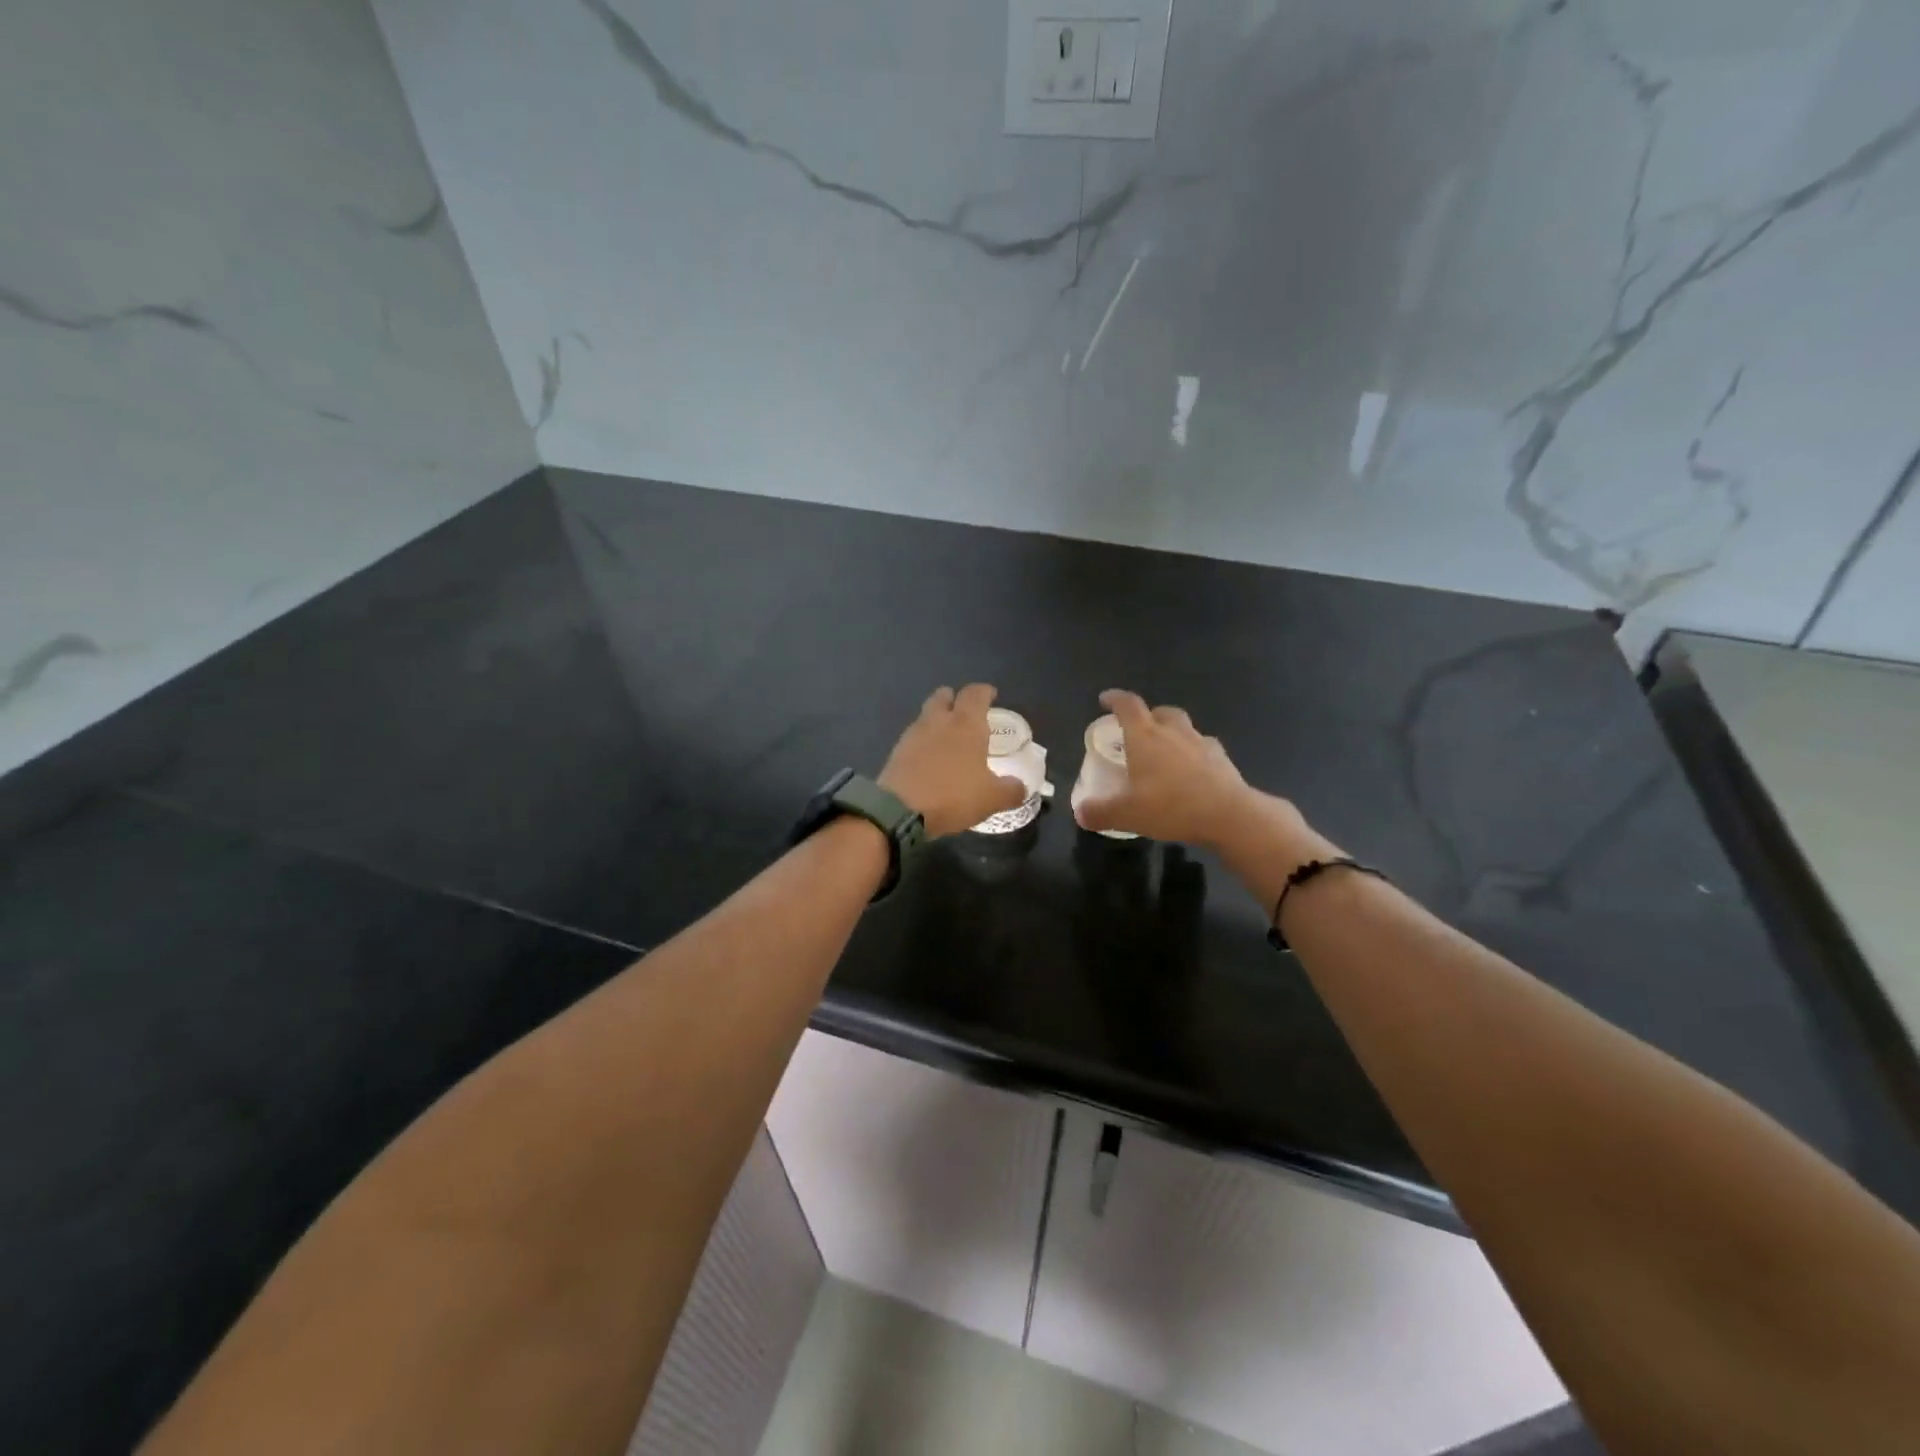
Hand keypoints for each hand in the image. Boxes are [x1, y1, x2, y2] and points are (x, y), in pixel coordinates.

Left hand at [879, 684, 1027, 838]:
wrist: (898, 811)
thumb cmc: (952, 795)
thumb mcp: (992, 798)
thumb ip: (1011, 790)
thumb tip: (1021, 787)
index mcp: (966, 723)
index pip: (976, 693)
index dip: (985, 692)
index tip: (991, 695)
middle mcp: (938, 721)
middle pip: (944, 696)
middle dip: (955, 699)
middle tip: (966, 713)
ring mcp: (913, 734)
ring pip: (926, 715)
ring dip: (937, 720)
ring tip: (949, 738)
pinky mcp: (896, 752)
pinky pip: (914, 738)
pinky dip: (924, 742)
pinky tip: (930, 759)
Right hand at [1074, 689, 1300, 849]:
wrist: (1228, 815)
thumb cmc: (1171, 806)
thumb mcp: (1127, 814)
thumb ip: (1100, 812)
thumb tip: (1080, 813)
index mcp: (1145, 737)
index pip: (1128, 706)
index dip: (1115, 699)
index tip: (1106, 699)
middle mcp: (1173, 732)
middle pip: (1160, 712)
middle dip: (1147, 716)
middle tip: (1138, 731)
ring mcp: (1201, 743)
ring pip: (1184, 727)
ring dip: (1172, 733)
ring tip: (1165, 752)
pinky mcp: (1222, 759)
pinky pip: (1204, 747)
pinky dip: (1194, 753)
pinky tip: (1191, 770)